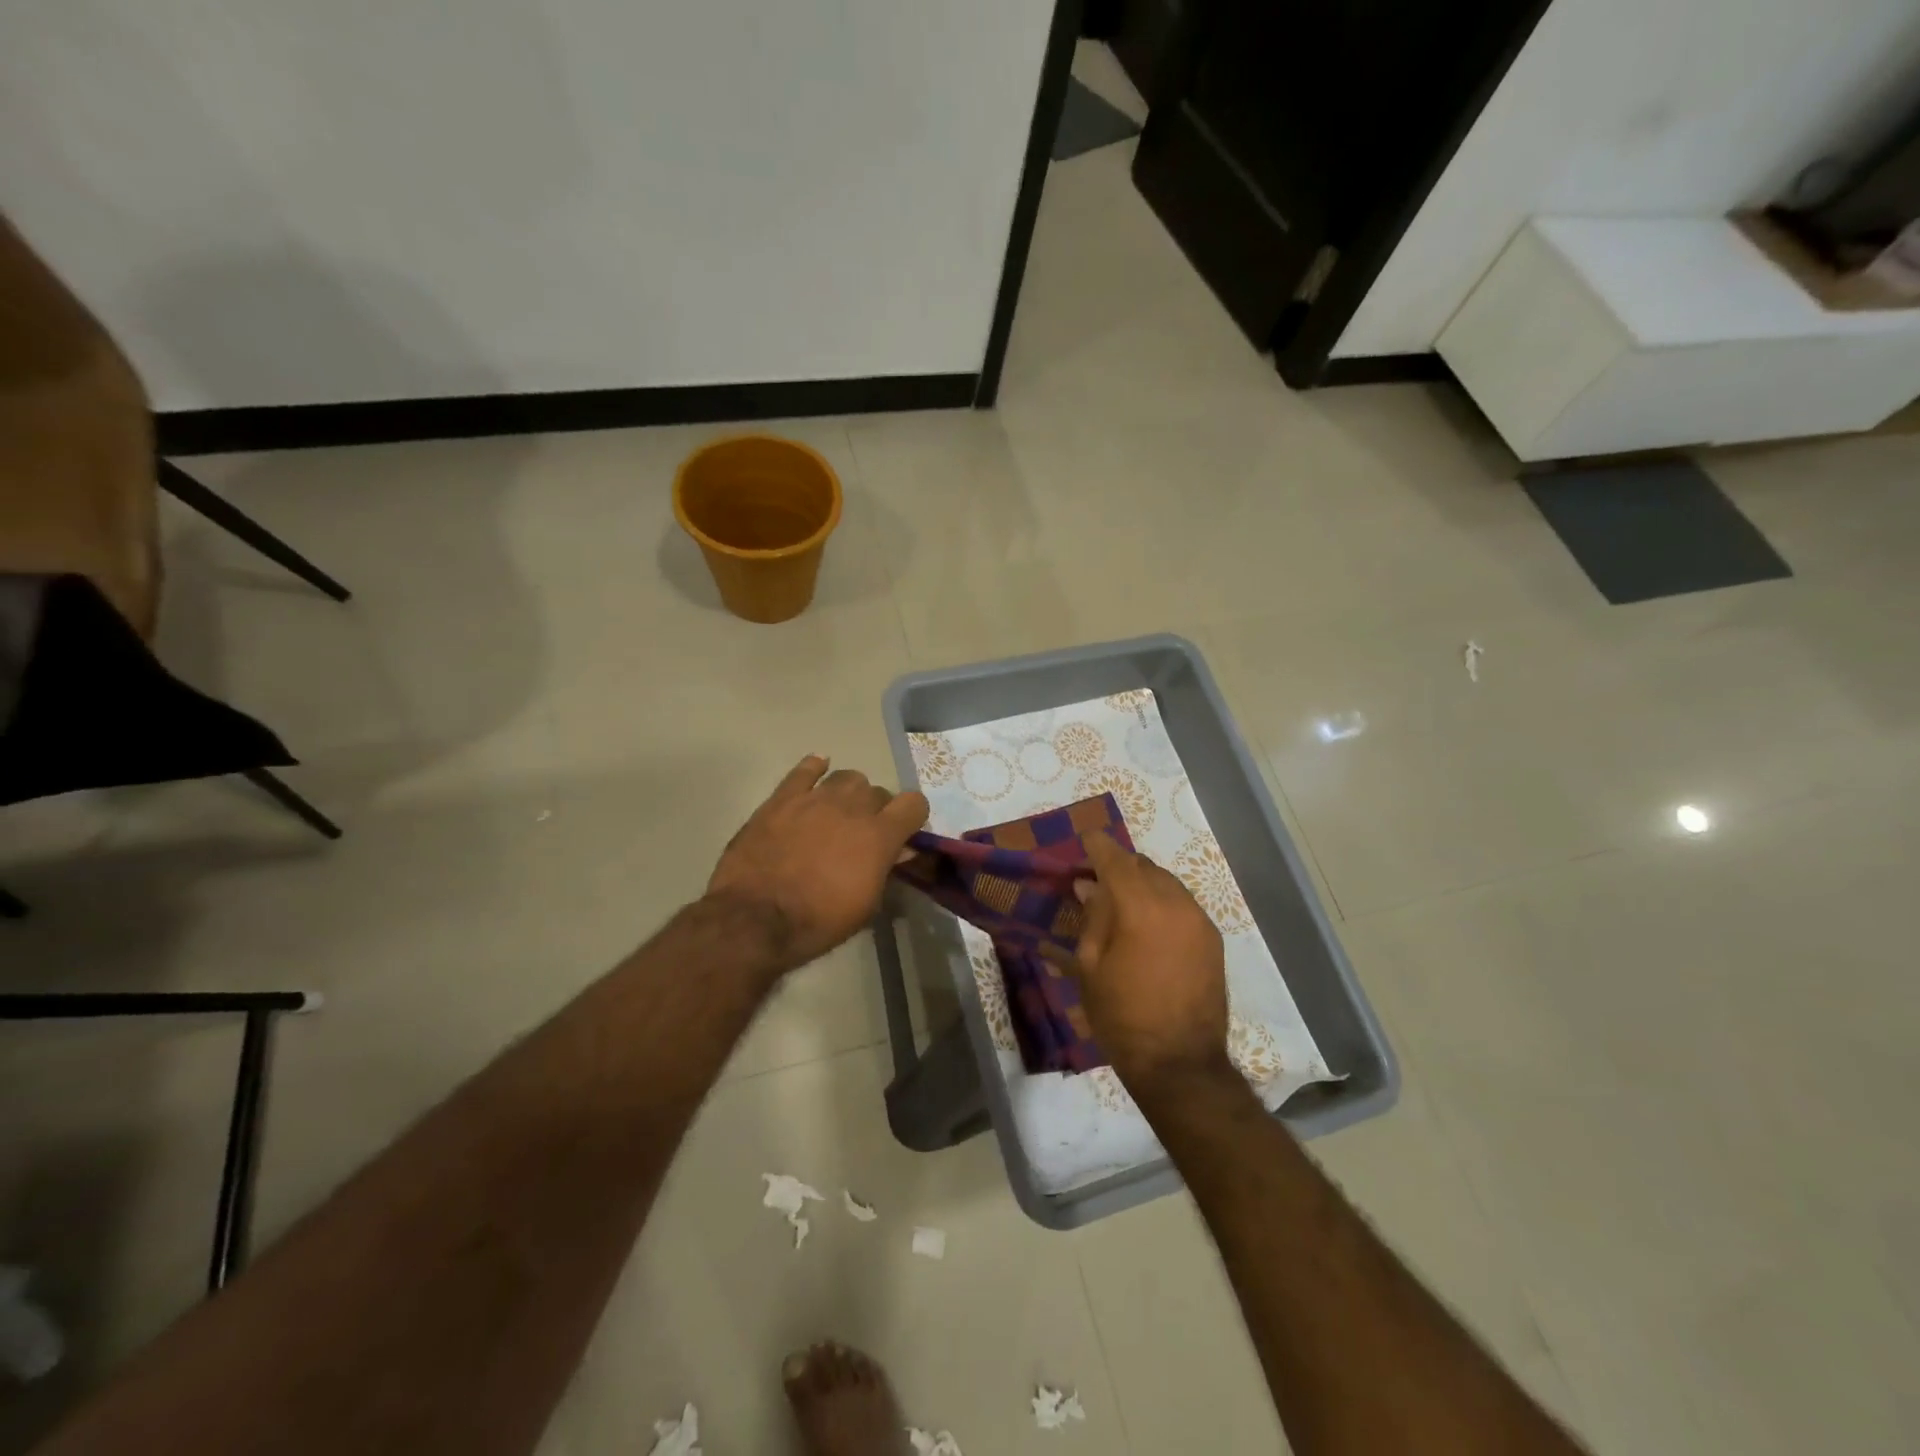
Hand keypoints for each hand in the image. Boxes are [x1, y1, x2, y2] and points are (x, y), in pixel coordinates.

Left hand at [708, 755, 928, 974]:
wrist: (754, 918)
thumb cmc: (818, 921)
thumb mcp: (866, 906)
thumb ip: (885, 870)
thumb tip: (898, 850)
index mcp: (879, 835)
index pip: (914, 803)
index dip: (912, 816)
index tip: (903, 832)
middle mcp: (852, 807)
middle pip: (878, 791)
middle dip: (877, 810)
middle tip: (863, 834)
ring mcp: (815, 798)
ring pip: (847, 777)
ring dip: (849, 793)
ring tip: (838, 811)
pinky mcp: (782, 798)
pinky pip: (804, 769)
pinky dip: (814, 768)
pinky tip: (816, 772)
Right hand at [1060, 831, 1231, 1091]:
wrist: (1179, 1063)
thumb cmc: (1122, 1016)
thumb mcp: (1091, 967)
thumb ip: (1093, 918)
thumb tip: (1089, 886)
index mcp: (1140, 908)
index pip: (1116, 860)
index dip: (1098, 846)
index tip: (1085, 839)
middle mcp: (1175, 903)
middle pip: (1144, 866)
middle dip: (1120, 865)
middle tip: (1097, 878)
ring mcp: (1199, 920)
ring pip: (1166, 882)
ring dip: (1143, 882)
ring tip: (1122, 901)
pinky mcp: (1212, 939)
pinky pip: (1182, 904)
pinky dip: (1162, 902)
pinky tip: (1148, 923)